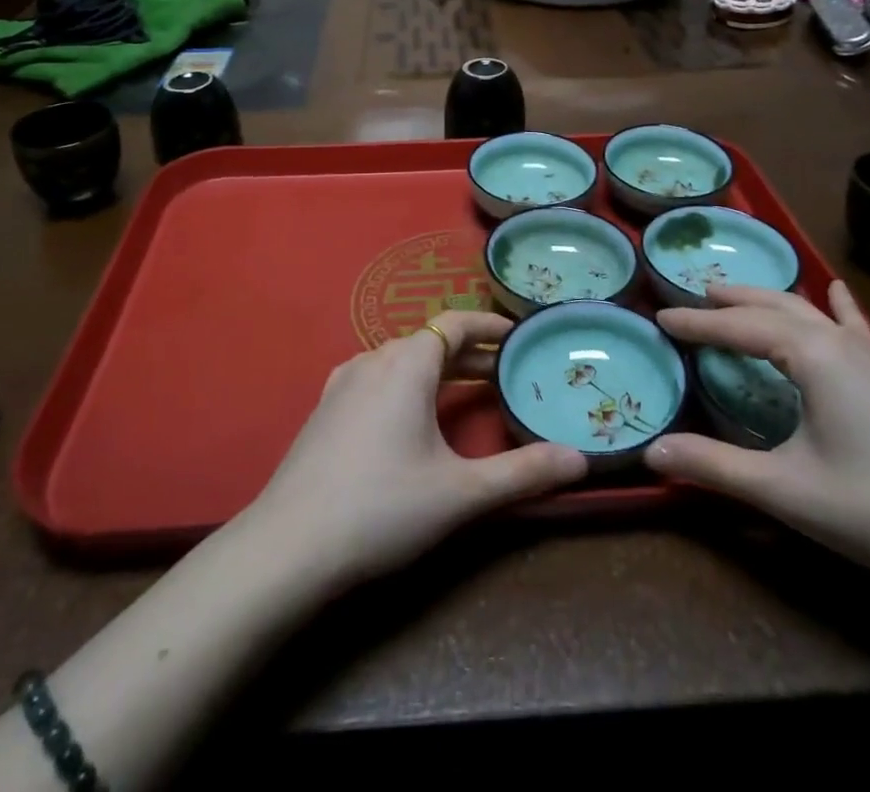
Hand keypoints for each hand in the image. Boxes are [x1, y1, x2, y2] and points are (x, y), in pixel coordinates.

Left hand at [240, 311, 587, 591]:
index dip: (489, 326)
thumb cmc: (382, 508)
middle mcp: (373, 359)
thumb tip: (581, 461)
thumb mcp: (461, 493)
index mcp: (406, 363)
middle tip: (506, 375)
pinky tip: (411, 419)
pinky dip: (407, 385)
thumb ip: (523, 473)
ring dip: (438, 370)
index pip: (455, 323)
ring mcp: (343, 383)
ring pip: (401, 361)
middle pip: (430, 342)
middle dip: (470, 354)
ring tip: (467, 395)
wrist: (288, 547)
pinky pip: (377, 379)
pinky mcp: (325, 410)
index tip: (518, 337)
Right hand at [647, 282, 869, 580]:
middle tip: (693, 297)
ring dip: (768, 300)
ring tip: (737, 295)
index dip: (697, 323)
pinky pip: (853, 325)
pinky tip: (836, 290)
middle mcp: (838, 341)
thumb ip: (714, 466)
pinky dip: (834, 304)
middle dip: (730, 300)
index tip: (660, 317)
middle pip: (773, 306)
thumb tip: (651, 452)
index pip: (739, 327)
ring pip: (808, 310)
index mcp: (811, 355)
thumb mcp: (784, 489)